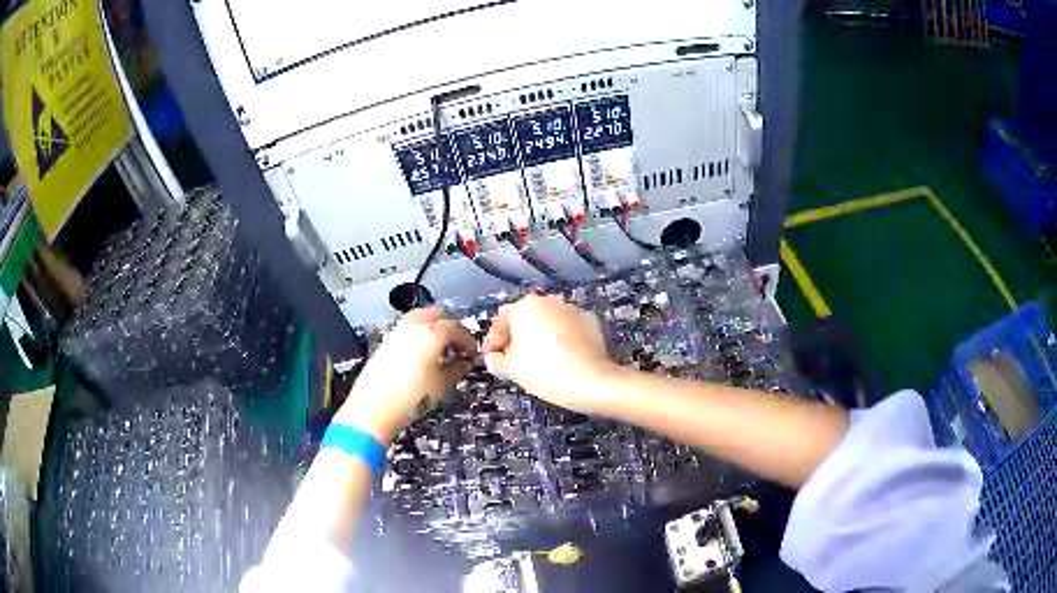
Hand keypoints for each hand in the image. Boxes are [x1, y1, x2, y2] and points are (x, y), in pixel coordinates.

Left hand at [335, 307, 475, 443]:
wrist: (375, 407)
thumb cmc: (411, 397)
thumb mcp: (442, 384)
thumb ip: (457, 369)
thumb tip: (464, 363)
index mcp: (432, 333)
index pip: (456, 328)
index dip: (468, 341)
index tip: (471, 353)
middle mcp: (414, 325)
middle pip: (438, 314)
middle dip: (451, 327)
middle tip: (458, 346)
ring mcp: (397, 331)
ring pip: (421, 318)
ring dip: (434, 328)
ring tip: (441, 349)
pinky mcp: (386, 341)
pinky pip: (408, 329)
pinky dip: (419, 334)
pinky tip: (422, 354)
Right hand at [482, 294, 615, 413]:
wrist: (592, 381)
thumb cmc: (544, 371)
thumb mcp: (511, 369)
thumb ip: (496, 360)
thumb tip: (494, 358)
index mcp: (525, 306)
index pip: (500, 320)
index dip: (492, 341)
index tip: (491, 358)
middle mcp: (549, 301)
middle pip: (525, 318)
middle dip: (517, 337)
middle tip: (512, 359)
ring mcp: (573, 309)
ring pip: (548, 322)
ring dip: (540, 337)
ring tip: (537, 360)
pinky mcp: (591, 322)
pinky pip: (568, 329)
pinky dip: (562, 340)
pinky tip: (561, 359)